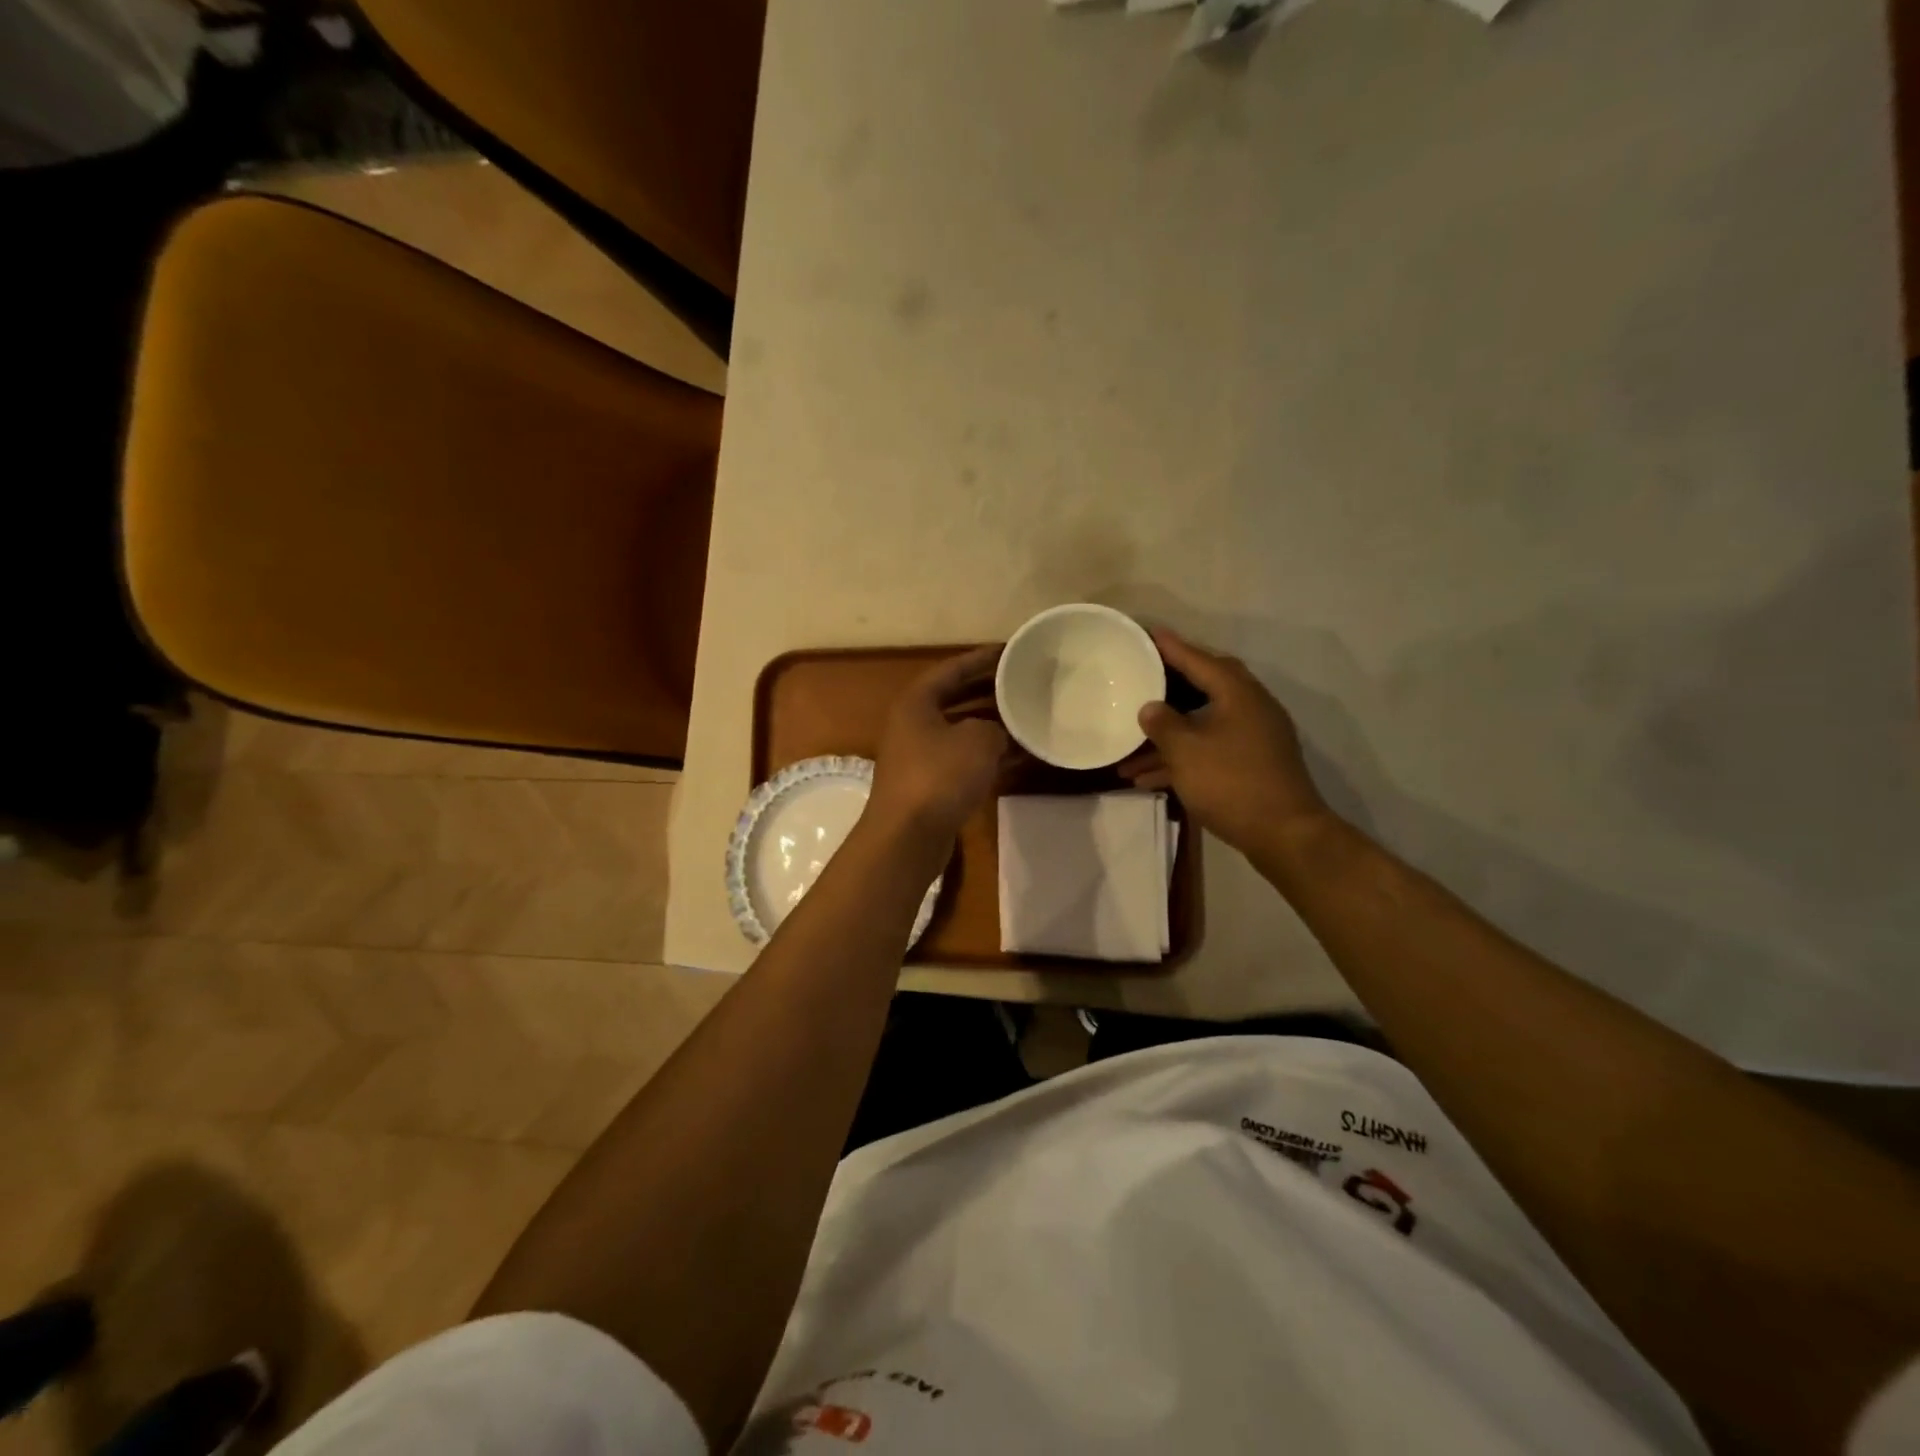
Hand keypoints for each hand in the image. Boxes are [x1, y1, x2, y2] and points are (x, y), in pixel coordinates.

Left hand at [868, 646, 1011, 843]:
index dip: (982, 658)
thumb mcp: (978, 740)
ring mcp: (920, 756)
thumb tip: (998, 734)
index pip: (952, 669)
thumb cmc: (940, 776)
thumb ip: (995, 727)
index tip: (1011, 651)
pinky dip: (989, 756)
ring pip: (962, 731)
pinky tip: (1019, 756)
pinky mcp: (930, 784)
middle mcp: (914, 724)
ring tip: (1028, 717)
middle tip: (1023, 682)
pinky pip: (964, 759)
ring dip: (992, 725)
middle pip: (957, 698)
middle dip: (989, 691)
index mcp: (917, 702)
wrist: (908, 836)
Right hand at [1120, 628, 1331, 856]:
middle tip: (1141, 679)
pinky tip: (1147, 779)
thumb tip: (1150, 708)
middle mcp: (1248, 707)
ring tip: (1126, 753)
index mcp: (1236, 693)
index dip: (1170, 647)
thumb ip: (1163, 723)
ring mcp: (1252, 738)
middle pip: (1203, 688)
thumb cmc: (1231, 782)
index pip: (1198, 659)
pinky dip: (1180, 760)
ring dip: (1165, 738)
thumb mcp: (1185, 750)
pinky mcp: (1250, 765)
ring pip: (1200, 726)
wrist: (1284, 834)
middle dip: (1168, 688)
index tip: (1147, 634)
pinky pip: (1207, 751)